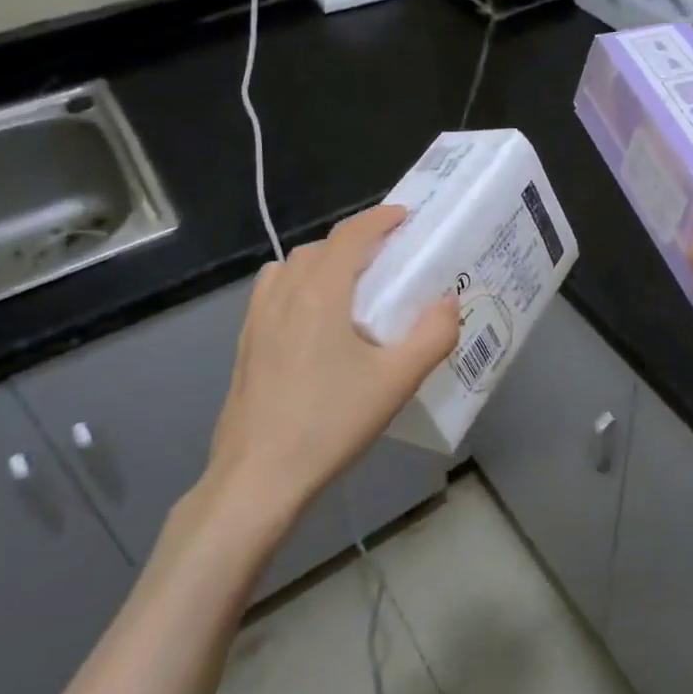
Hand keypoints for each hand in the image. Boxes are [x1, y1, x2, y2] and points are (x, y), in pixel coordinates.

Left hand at [195, 205, 459, 531]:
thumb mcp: (397, 382)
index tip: (404, 217)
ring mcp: (257, 319)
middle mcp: (284, 294)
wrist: (258, 477)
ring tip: (349, 286)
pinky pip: (272, 292)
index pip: (350, 235)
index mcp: (320, 293)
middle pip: (319, 247)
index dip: (379, 218)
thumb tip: (447, 302)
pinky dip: (297, 285)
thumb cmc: (330, 423)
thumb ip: (432, 336)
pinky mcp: (244, 344)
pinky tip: (312, 321)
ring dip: (322, 262)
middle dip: (355, 242)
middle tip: (387, 259)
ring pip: (291, 267)